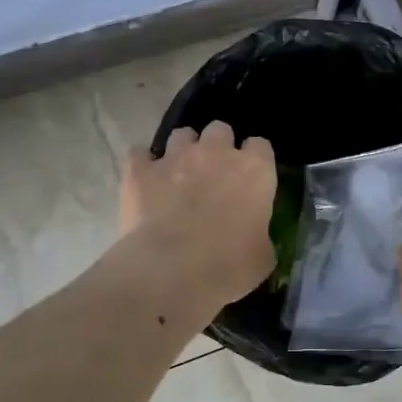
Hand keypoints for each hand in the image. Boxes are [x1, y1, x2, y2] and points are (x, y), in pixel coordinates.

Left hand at [121, 122, 276, 306]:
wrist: (170, 271)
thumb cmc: (227, 266)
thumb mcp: (262, 257)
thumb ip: (260, 234)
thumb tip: (254, 237)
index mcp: (254, 171)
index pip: (260, 146)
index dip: (254, 160)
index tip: (250, 178)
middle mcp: (216, 153)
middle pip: (220, 130)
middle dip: (218, 146)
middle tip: (214, 174)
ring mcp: (175, 157)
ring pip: (181, 135)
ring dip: (182, 150)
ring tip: (178, 174)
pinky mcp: (140, 170)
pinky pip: (139, 154)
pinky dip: (142, 165)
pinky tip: (144, 181)